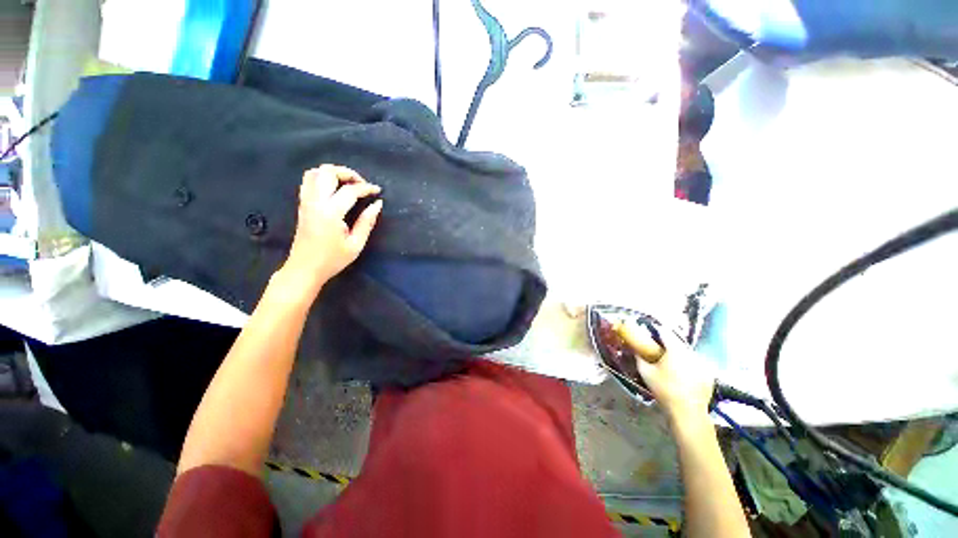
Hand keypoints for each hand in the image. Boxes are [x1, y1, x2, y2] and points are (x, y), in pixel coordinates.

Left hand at [281, 165, 382, 293]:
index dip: (366, 188)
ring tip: (347, 184)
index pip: (350, 190)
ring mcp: (306, 201)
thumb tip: (377, 204)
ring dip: (333, 173)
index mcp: (331, 212)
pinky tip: (333, 189)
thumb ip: (367, 222)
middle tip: (361, 184)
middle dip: (348, 173)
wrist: (305, 268)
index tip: (378, 191)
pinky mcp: (302, 204)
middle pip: (328, 172)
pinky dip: (322, 178)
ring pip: (315, 172)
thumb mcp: (356, 244)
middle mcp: (316, 202)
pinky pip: (308, 181)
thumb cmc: (333, 259)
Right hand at [630, 324, 715, 421]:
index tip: (650, 334)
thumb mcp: (645, 372)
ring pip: (687, 353)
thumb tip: (635, 350)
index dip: (656, 331)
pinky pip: (696, 364)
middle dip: (668, 345)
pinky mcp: (708, 375)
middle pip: (677, 343)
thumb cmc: (664, 389)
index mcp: (675, 350)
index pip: (665, 333)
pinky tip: (682, 375)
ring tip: (670, 364)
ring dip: (678, 355)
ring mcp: (702, 364)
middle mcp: (691, 353)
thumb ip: (639, 358)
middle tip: (658, 351)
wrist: (687, 411)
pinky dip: (688, 366)